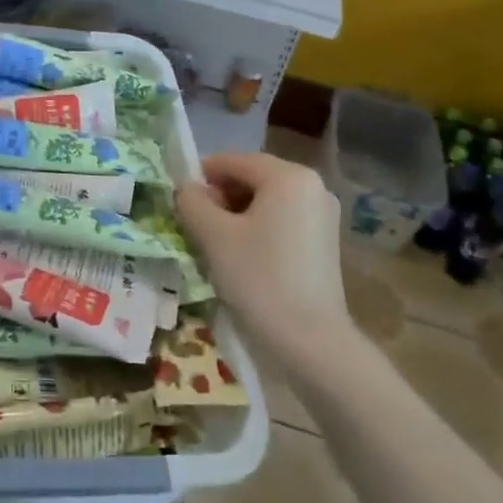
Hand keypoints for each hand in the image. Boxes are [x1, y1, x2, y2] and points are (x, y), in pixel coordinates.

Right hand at [176, 152, 352, 370]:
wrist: (310, 341)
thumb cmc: (259, 278)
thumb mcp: (214, 236)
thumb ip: (193, 202)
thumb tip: (186, 189)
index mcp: (289, 176)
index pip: (234, 161)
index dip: (201, 176)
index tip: (178, 199)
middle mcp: (312, 186)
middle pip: (252, 178)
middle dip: (220, 196)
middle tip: (194, 224)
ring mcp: (322, 215)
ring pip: (267, 201)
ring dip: (236, 214)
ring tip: (213, 243)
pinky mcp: (324, 241)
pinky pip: (282, 220)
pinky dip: (257, 229)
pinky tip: (241, 256)